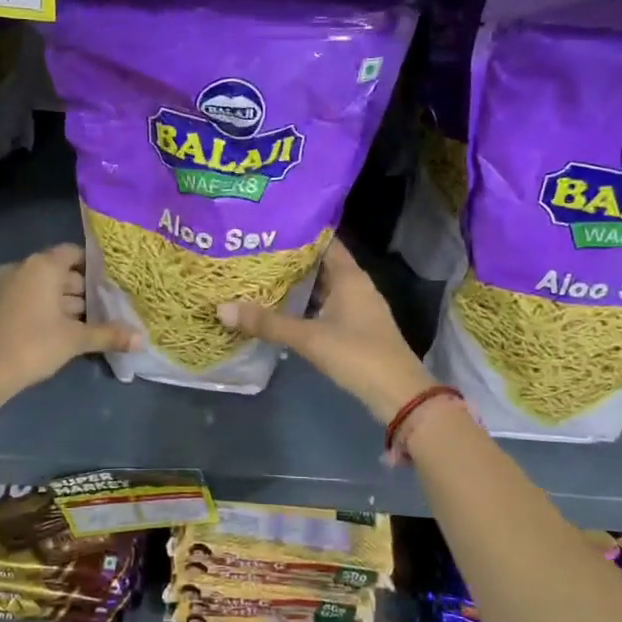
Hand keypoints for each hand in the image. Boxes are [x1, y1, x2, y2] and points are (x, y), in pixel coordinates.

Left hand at [0, 243, 138, 401]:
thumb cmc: (32, 344)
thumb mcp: (75, 340)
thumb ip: (108, 334)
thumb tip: (142, 340)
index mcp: (43, 265)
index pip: (75, 253)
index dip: (95, 266)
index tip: (113, 282)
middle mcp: (23, 268)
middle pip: (61, 272)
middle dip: (83, 290)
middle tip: (108, 307)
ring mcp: (6, 286)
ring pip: (45, 288)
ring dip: (65, 303)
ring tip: (91, 322)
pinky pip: (30, 299)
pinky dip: (47, 310)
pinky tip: (65, 331)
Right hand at [217, 239, 434, 424]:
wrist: (399, 394)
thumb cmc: (357, 354)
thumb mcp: (309, 338)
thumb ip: (268, 323)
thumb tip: (222, 308)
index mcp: (350, 276)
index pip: (325, 241)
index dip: (300, 232)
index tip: (269, 227)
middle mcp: (356, 286)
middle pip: (322, 263)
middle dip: (292, 259)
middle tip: (256, 252)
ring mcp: (358, 308)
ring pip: (324, 286)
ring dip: (298, 284)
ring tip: (262, 277)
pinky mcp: (356, 329)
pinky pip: (326, 306)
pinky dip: (307, 304)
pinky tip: (283, 309)